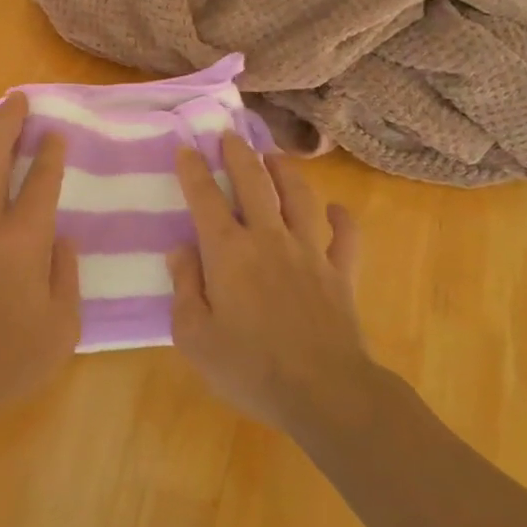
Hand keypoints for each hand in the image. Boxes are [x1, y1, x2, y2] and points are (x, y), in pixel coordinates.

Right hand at [168, 137, 371, 430]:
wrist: (324, 392)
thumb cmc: (249, 367)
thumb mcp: (194, 336)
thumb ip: (184, 287)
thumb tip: (181, 250)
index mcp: (228, 252)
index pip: (205, 199)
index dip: (193, 170)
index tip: (185, 148)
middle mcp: (268, 239)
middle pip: (254, 183)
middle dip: (239, 154)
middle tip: (230, 134)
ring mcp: (309, 253)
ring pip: (299, 198)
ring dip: (286, 172)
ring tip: (275, 157)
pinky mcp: (339, 273)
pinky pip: (345, 237)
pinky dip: (342, 219)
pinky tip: (337, 210)